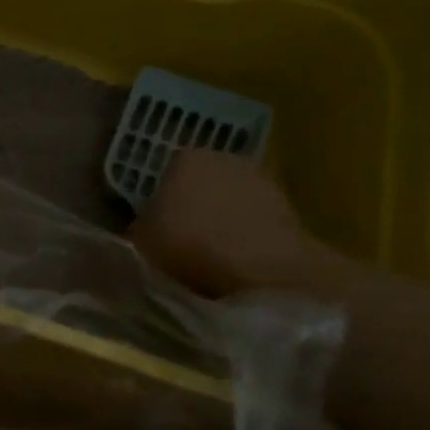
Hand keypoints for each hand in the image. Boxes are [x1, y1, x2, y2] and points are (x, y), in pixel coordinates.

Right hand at [129, 149, 323, 296]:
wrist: (260, 271)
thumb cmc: (185, 247)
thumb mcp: (138, 243)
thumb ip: (138, 229)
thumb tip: (139, 230)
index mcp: (184, 159)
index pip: (166, 173)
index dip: (160, 201)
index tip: (156, 228)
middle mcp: (225, 159)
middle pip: (202, 183)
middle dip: (195, 207)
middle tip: (181, 242)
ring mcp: (263, 181)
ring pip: (232, 201)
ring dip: (224, 222)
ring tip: (210, 258)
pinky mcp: (291, 209)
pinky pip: (257, 222)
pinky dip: (248, 237)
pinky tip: (238, 263)